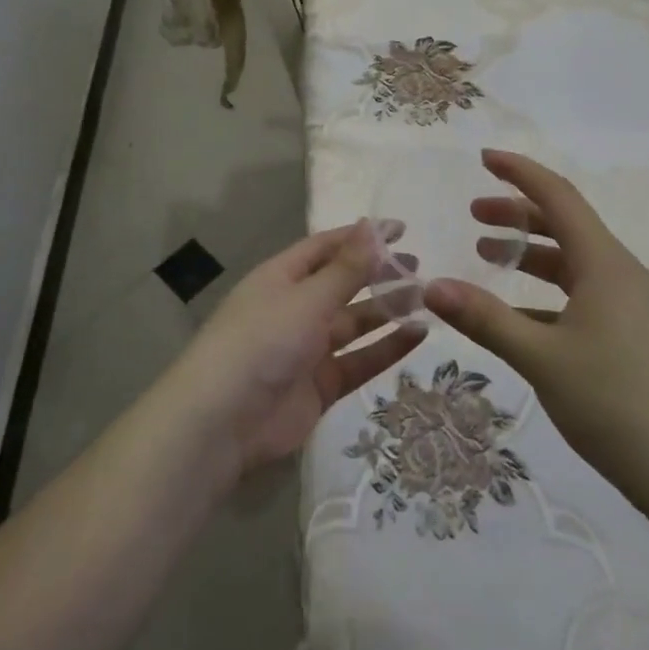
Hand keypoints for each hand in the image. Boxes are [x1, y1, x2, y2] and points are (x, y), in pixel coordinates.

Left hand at [165, 221, 425, 487]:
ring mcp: (308, 348)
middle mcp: (295, 307)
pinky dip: (386, 348)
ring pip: (354, 322)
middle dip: (378, 274)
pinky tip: (417, 336)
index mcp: (282, 277)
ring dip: (387, 311)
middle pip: (343, 284)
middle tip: (418, 267)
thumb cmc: (262, 342)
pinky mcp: (320, 386)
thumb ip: (347, 269)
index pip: (327, 247)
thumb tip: (373, 226)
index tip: (400, 229)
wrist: (222, 423)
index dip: (362, 237)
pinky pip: (359, 360)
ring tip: (426, 299)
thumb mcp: (307, 298)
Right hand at [422, 150, 648, 485]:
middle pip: (565, 226)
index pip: (558, 196)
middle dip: (518, 214)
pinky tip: (521, 322)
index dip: (519, 171)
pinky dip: (547, 296)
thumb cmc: (616, 402)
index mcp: (604, 263)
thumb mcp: (541, 358)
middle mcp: (622, 274)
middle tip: (474, 215)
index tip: (483, 158)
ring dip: (531, 255)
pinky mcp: (638, 339)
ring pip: (575, 264)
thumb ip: (484, 319)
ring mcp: (635, 308)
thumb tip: (430, 286)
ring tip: (489, 259)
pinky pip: (584, 298)